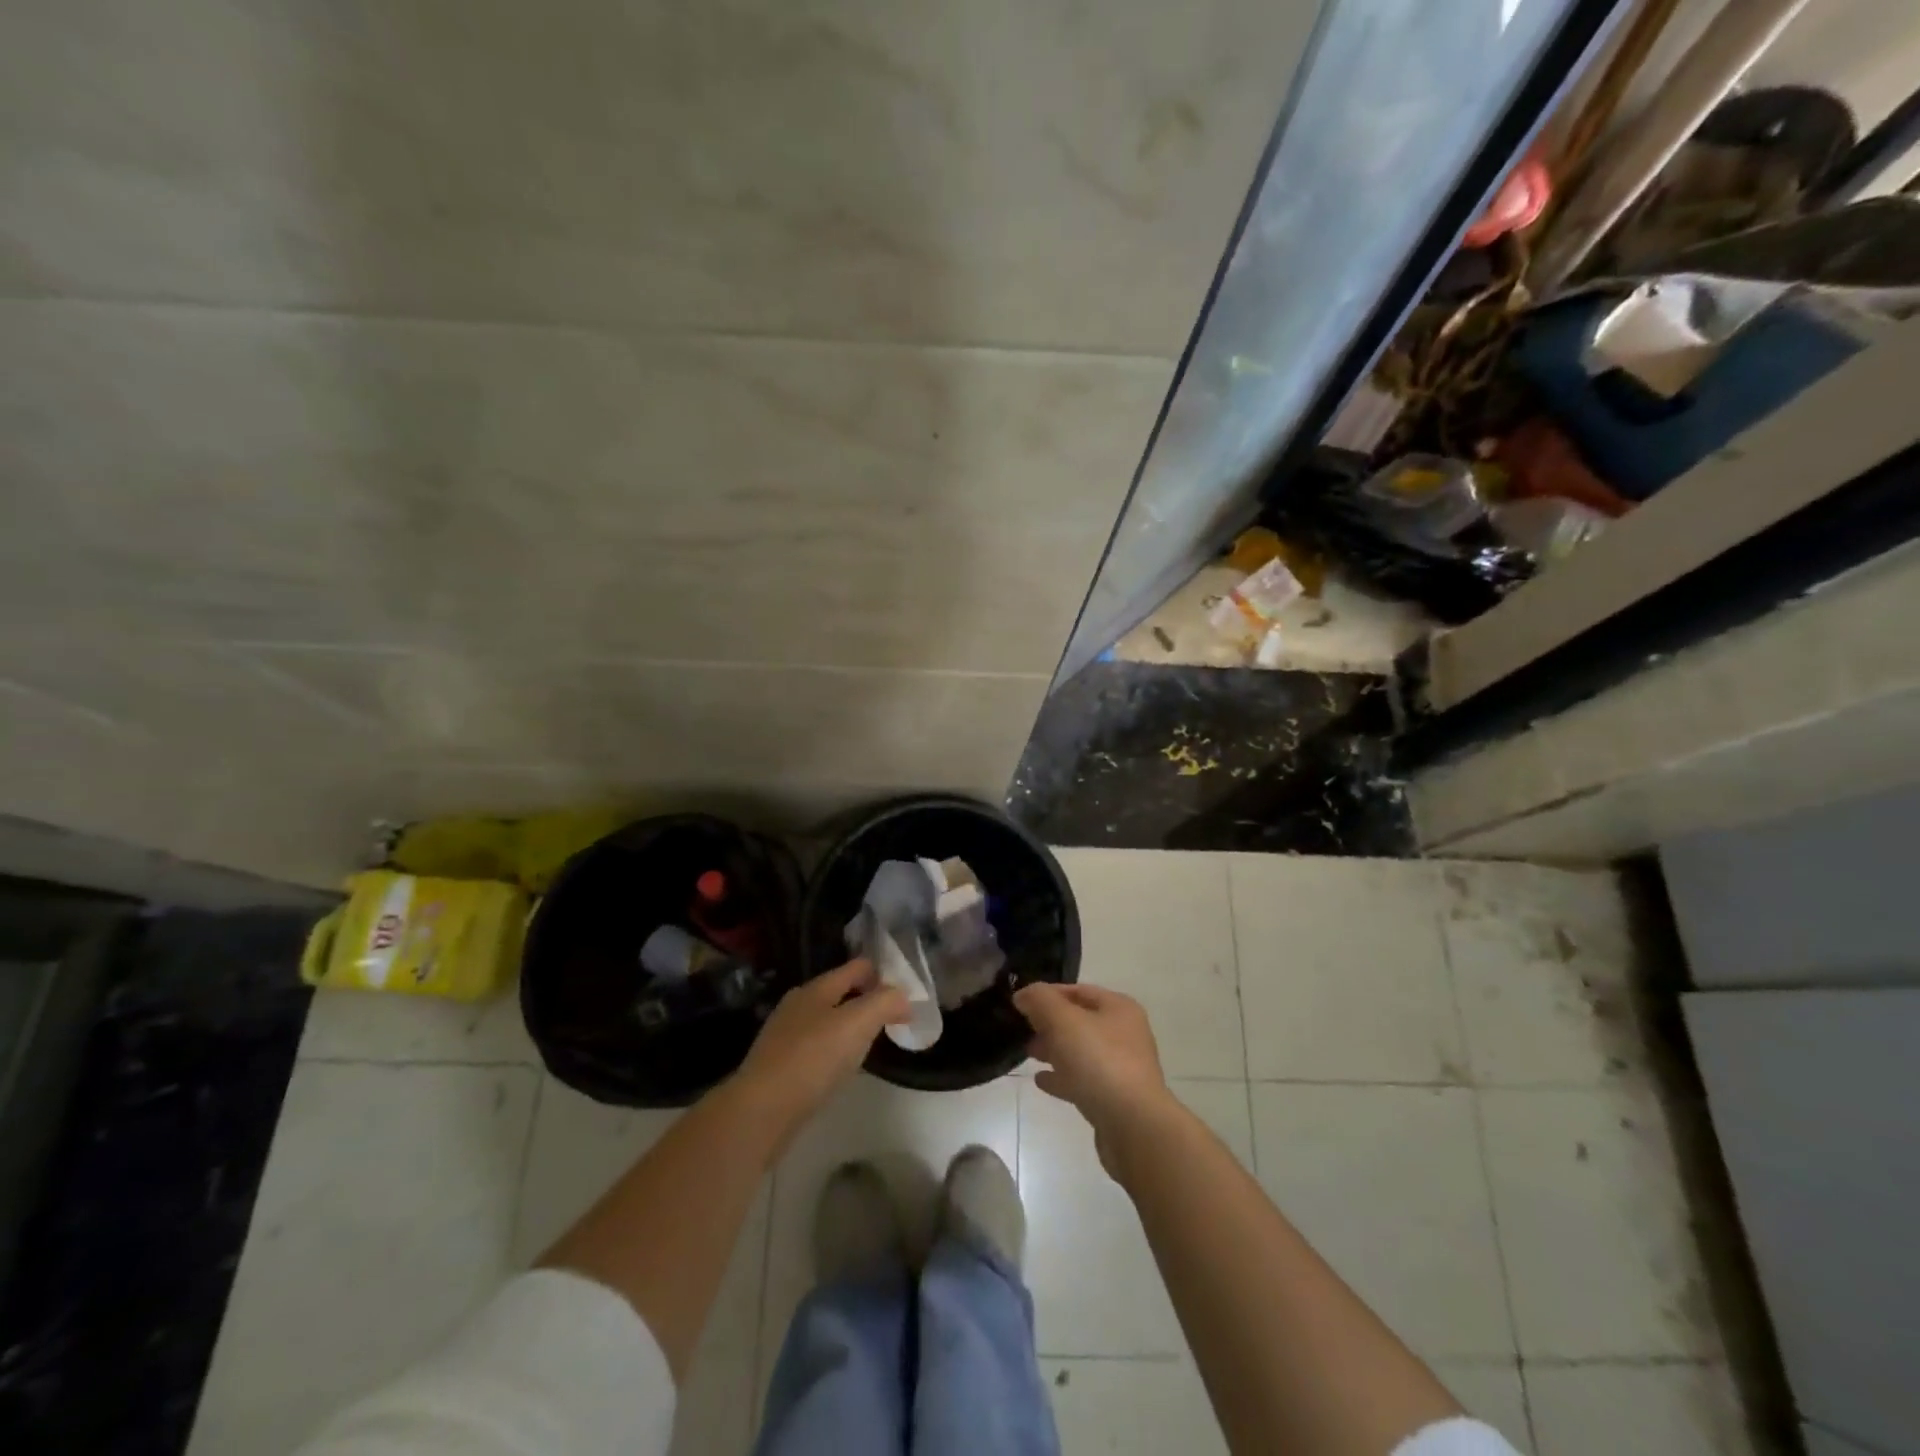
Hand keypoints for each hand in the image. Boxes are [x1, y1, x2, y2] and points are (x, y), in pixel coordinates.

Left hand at [732, 959, 907, 1135]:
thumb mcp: (857, 1024)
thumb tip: (903, 997)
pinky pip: (816, 1047)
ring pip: (827, 1020)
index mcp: (816, 988)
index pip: (857, 967)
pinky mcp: (779, 1065)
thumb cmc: (812, 1059)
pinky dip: (834, 1051)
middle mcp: (798, 1005)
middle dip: (867, 1001)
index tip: (907, 995)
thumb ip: (884, 1003)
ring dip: (851, 1027)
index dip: (883, 975)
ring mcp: (785, 1035)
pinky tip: (841, 1069)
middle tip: (893, 1020)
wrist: (760, 1111)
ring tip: (871, 1044)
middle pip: (841, 992)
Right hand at [1014, 982, 1175, 1158]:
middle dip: (1049, 1024)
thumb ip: (1040, 1001)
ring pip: (1080, 1051)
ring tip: (1028, 1053)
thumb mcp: (1063, 1021)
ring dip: (1054, 1050)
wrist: (1134, 1126)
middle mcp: (1124, 1034)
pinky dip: (1062, 1077)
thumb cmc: (1099, 1062)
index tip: (1020, 1003)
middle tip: (1022, 1030)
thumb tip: (1023, 995)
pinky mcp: (1115, 1098)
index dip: (1047, 994)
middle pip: (1079, 1021)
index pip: (1077, 991)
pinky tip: (1041, 1080)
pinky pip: (1083, 1080)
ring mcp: (1122, 1068)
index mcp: (1119, 1008)